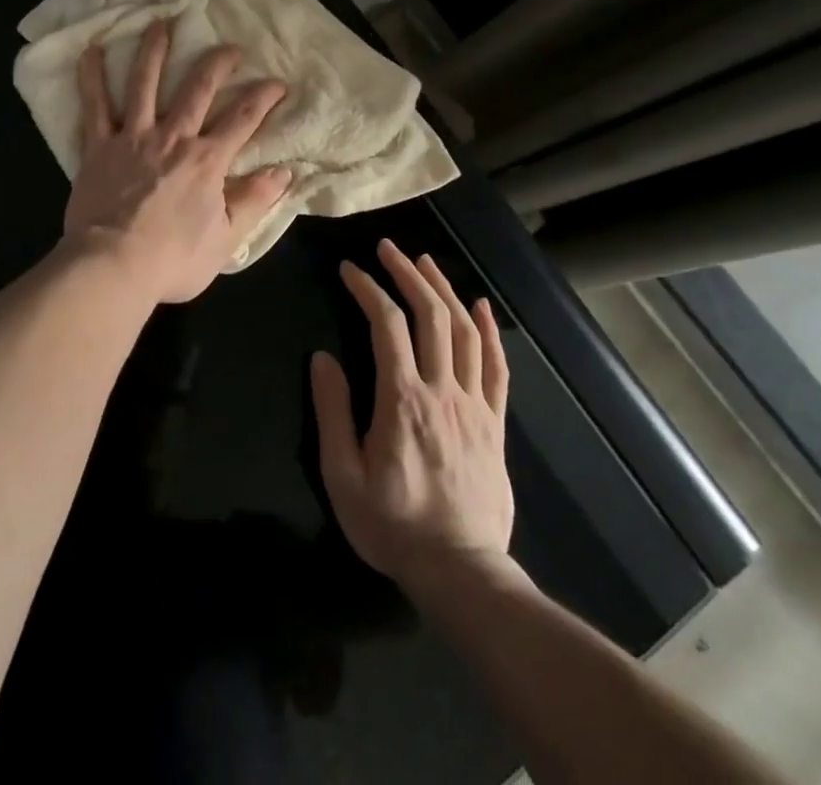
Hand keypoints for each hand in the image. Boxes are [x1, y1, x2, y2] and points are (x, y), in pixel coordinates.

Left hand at [63, 19, 290, 304]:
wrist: (112, 266)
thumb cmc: (172, 260)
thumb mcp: (226, 239)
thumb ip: (254, 201)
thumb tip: (285, 172)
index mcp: (207, 161)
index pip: (243, 118)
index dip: (264, 96)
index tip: (278, 82)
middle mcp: (173, 137)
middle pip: (198, 88)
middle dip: (218, 63)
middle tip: (231, 46)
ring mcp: (133, 136)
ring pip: (145, 83)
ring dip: (154, 50)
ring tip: (160, 24)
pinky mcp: (99, 145)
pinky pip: (95, 105)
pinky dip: (92, 76)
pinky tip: (92, 50)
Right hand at [310, 238, 513, 588]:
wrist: (462, 573)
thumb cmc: (393, 524)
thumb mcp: (343, 475)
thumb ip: (332, 412)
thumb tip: (322, 358)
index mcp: (402, 399)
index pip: (386, 324)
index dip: (367, 288)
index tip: (348, 269)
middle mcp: (442, 390)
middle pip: (431, 315)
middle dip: (407, 274)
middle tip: (387, 248)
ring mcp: (475, 405)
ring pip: (466, 331)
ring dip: (444, 289)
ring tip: (424, 262)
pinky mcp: (495, 423)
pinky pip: (498, 366)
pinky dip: (490, 330)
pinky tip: (481, 306)